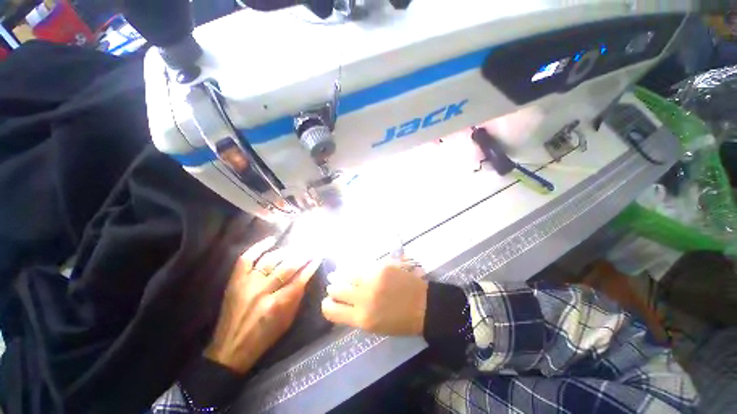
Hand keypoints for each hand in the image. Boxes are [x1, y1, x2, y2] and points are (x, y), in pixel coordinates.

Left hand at [205, 237, 321, 372]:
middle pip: (287, 267)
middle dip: (302, 256)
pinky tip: (272, 240)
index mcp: (277, 304)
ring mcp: (247, 284)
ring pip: (270, 260)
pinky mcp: (235, 281)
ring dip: (286, 251)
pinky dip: (258, 247)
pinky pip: (246, 259)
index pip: (300, 279)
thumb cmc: (264, 337)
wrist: (231, 348)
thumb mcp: (287, 321)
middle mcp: (263, 291)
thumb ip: (297, 297)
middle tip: (311, 248)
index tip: (319, 257)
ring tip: (296, 248)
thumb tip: (306, 276)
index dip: (311, 266)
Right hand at [321, 261, 427, 335]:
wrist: (423, 305)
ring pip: (346, 274)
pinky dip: (357, 269)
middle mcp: (363, 298)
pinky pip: (362, 266)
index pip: (331, 310)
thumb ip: (355, 315)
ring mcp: (372, 280)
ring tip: (341, 275)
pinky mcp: (381, 267)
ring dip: (342, 275)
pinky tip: (357, 270)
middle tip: (336, 287)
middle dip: (334, 288)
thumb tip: (341, 303)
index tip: (330, 301)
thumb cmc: (399, 322)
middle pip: (336, 289)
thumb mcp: (374, 327)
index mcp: (361, 319)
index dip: (327, 305)